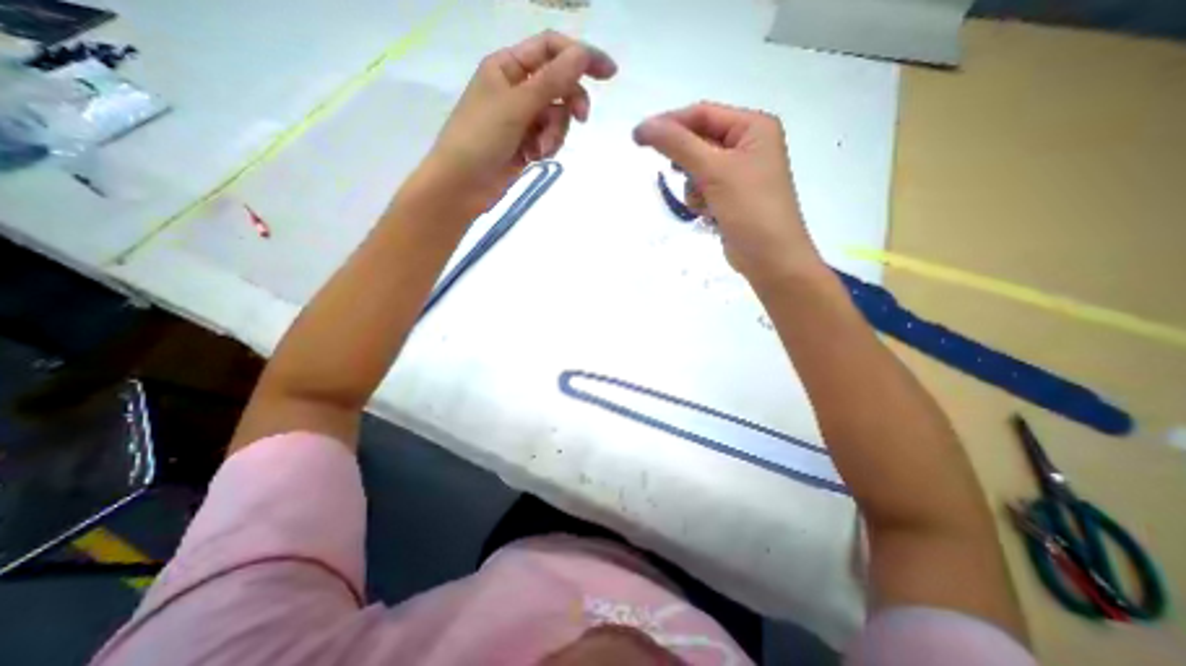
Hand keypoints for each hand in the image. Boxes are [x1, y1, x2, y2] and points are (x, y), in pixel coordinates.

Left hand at [426, 31, 615, 211]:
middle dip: (570, 102)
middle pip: (559, 85)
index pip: (551, 49)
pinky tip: (534, 157)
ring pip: (557, 116)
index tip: (609, 74)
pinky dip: (547, 147)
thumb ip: (552, 81)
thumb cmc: (480, 138)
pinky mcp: (526, 143)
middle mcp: (516, 88)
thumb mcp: (517, 105)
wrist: (462, 185)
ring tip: (540, 148)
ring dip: (555, 132)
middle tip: (582, 118)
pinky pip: (549, 137)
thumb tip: (583, 54)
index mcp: (508, 66)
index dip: (581, 56)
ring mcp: (522, 118)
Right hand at [634, 102, 821, 283]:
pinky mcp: (731, 197)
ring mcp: (740, 173)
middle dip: (686, 162)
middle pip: (700, 141)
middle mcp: (748, 145)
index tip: (639, 137)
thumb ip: (678, 146)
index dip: (670, 123)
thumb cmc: (750, 209)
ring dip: (693, 185)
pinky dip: (699, 200)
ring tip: (703, 202)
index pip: (702, 114)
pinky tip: (709, 215)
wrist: (770, 258)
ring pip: (697, 168)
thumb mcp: (714, 171)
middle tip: (674, 175)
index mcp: (753, 127)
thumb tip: (643, 126)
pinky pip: (703, 189)